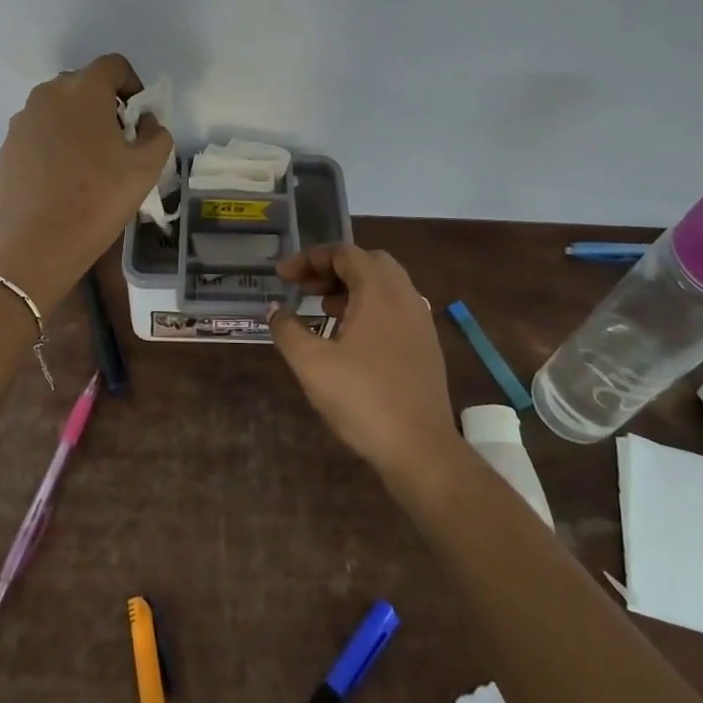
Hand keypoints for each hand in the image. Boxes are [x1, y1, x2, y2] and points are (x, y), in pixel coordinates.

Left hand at [0, 55, 173, 291]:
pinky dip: (54, 142)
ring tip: (88, 162)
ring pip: (58, 108)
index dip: (132, 86)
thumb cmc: (100, 198)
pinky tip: (62, 178)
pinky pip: (38, 131)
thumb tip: (145, 122)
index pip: (113, 65)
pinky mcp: (8, 145)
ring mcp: (23, 120)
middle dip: (103, 104)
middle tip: (116, 142)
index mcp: (84, 90)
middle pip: (83, 84)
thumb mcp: (147, 167)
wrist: (40, 242)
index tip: (137, 119)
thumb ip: (156, 133)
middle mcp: (48, 94)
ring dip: (76, 122)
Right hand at [268, 244, 460, 481]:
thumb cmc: (362, 399)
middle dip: (332, 269)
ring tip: (323, 309)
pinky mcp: (426, 346)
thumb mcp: (311, 364)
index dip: (309, 259)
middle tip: (305, 288)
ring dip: (352, 287)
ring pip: (385, 286)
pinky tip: (350, 338)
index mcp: (379, 292)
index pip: (344, 253)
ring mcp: (420, 321)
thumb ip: (288, 330)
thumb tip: (275, 310)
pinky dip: (369, 307)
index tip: (283, 277)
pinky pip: (395, 308)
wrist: (421, 449)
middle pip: (368, 262)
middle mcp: (405, 297)